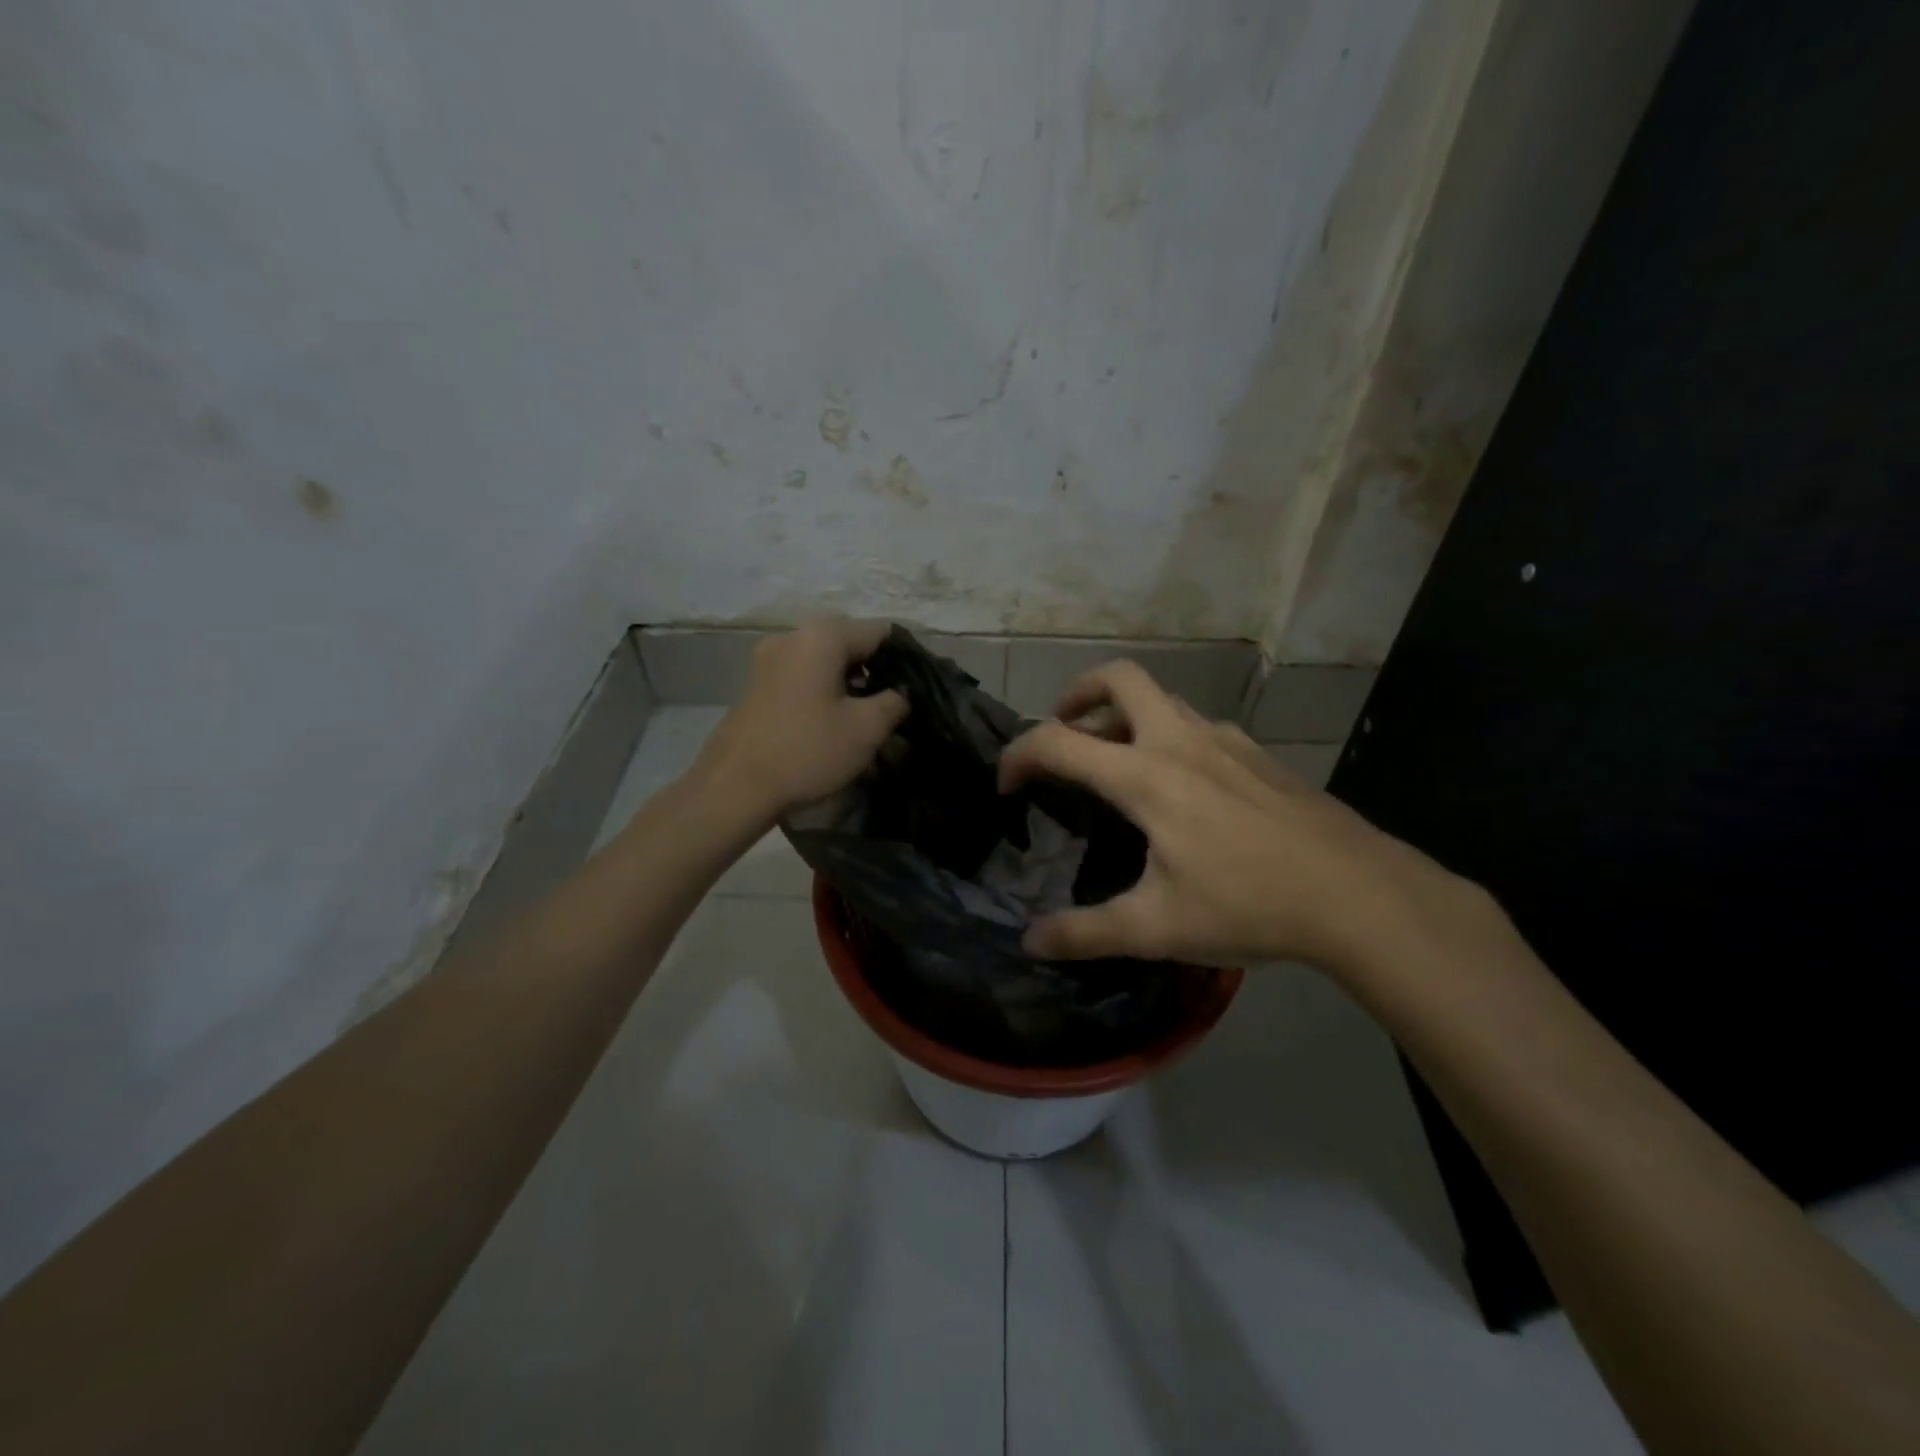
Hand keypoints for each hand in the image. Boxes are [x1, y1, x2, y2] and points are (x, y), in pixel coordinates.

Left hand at [693, 618, 907, 821]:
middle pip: (851, 645)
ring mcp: (769, 659)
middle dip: (876, 673)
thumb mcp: (867, 729)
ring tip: (867, 721)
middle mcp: (794, 636)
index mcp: (823, 636)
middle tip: (895, 708)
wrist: (735, 786)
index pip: (881, 633)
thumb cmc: (808, 750)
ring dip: (850, 686)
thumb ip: (894, 702)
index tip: (917, 690)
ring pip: (825, 663)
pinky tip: (833, 724)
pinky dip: (824, 693)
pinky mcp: (757, 684)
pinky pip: (803, 678)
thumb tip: (900, 693)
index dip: (905, 659)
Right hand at [998, 661, 1459, 972]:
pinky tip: (1182, 786)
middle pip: (1119, 679)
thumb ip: (1085, 934)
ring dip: (1124, 715)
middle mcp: (1179, 741)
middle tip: (1063, 728)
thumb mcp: (1157, 928)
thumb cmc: (1249, 904)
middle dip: (1077, 693)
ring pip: (1161, 699)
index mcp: (1145, 776)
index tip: (1007, 785)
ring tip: (1115, 760)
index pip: (1058, 742)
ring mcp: (1225, 740)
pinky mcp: (1257, 753)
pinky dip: (1167, 735)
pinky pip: (1196, 725)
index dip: (1018, 755)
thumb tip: (1030, 942)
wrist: (1357, 893)